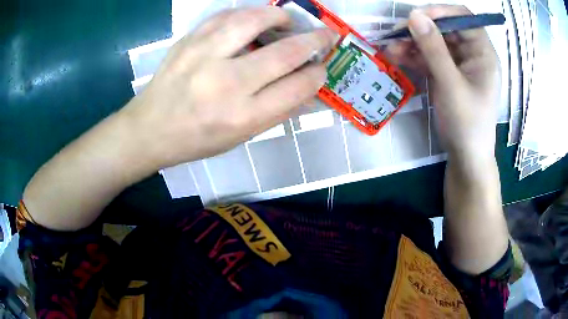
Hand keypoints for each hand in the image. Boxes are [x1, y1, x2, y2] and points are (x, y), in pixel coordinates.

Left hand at [123, 7, 335, 167]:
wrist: (149, 129)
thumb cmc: (196, 140)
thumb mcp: (240, 137)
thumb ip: (277, 112)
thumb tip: (307, 88)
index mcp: (243, 116)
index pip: (297, 87)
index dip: (317, 75)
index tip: (321, 68)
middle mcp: (227, 84)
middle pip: (284, 52)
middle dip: (314, 40)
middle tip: (325, 35)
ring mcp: (205, 57)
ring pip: (254, 21)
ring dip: (280, 16)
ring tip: (288, 20)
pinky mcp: (189, 41)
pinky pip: (225, 16)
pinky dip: (247, 13)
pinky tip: (254, 18)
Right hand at [386, 6, 499, 163]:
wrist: (466, 158)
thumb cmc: (467, 124)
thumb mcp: (451, 86)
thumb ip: (434, 49)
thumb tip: (414, 16)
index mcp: (483, 53)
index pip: (463, 18)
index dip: (440, 12)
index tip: (416, 18)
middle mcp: (472, 54)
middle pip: (445, 28)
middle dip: (420, 29)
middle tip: (396, 34)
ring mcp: (459, 64)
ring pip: (434, 42)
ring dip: (412, 43)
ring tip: (390, 48)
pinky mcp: (448, 74)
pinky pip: (430, 57)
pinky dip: (414, 56)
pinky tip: (396, 57)